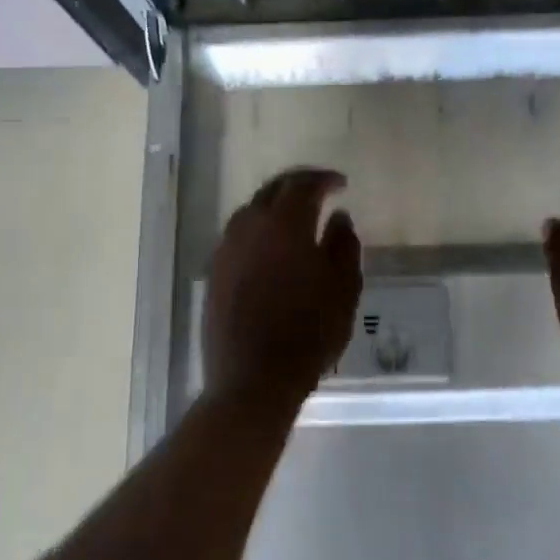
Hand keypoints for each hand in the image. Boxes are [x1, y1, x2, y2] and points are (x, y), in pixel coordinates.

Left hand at [203, 168, 362, 409]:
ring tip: (296, 216)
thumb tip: (339, 217)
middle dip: (298, 184)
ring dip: (275, 205)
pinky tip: (271, 246)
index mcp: (285, 224)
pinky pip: (239, 235)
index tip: (341, 184)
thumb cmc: (308, 333)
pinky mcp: (215, 271)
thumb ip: (344, 245)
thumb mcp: (343, 288)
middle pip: (273, 190)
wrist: (252, 380)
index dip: (324, 179)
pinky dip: (259, 228)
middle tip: (319, 190)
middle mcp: (250, 226)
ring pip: (252, 210)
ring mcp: (227, 248)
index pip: (303, 184)